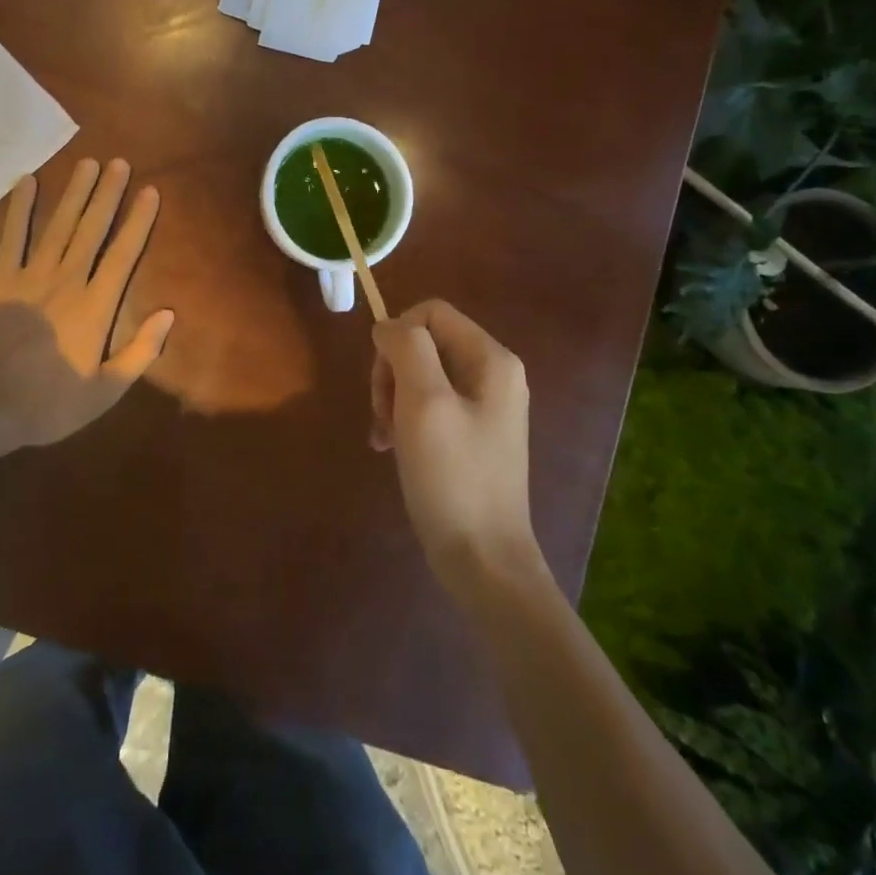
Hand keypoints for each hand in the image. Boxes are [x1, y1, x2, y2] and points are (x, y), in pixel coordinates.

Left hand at [0, 158, 171, 448]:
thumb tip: (169, 314)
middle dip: (108, 194)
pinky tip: (26, 182)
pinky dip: (19, 209)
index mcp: (96, 307)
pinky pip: (11, 238)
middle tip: (120, 162)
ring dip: (74, 193)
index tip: (150, 191)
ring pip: (58, 226)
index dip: (138, 221)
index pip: (123, 254)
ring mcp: (30, 277)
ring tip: (88, 164)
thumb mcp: (104, 393)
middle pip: (92, 229)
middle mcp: (67, 281)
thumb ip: (140, 353)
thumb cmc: (47, 405)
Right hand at [371, 300, 544, 603]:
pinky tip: (392, 447)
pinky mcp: (472, 433)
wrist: (484, 560)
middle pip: (425, 343)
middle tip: (381, 414)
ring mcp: (485, 405)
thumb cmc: (452, 477)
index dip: (397, 335)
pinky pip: (430, 404)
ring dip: (393, 398)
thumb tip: (389, 326)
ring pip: (421, 374)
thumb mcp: (424, 403)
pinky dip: (405, 419)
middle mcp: (494, 374)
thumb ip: (407, 349)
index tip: (381, 380)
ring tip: (384, 436)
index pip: (431, 313)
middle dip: (393, 372)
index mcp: (491, 359)